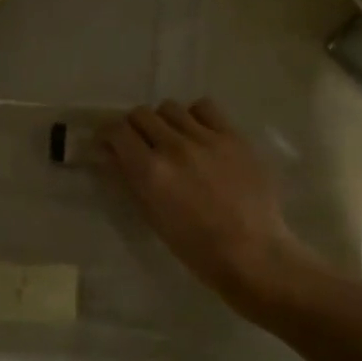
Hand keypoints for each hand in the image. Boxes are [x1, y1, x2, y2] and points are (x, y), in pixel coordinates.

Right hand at [98, 100, 308, 308]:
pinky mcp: (233, 136)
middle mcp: (175, 147)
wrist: (252, 253)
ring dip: (163, 121)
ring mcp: (206, 138)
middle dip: (134, 127)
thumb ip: (129, 180)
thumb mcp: (152, 216)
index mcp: (151, 172)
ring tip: (172, 139)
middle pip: (141, 114)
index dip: (108, 135)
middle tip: (140, 144)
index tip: (110, 145)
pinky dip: (194, 116)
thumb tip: (111, 154)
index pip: (117, 131)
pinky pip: (204, 108)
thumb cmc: (195, 247)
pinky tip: (199, 135)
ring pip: (170, 108)